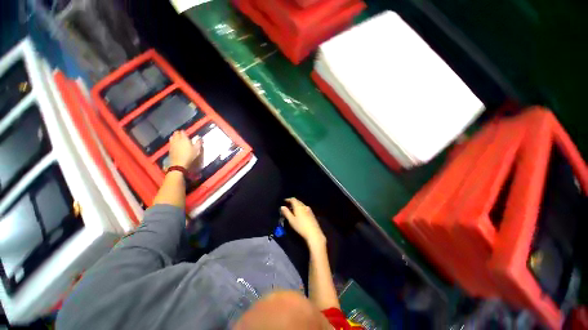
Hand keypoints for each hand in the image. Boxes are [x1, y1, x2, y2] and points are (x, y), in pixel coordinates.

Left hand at [169, 131, 201, 168]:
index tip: (187, 133)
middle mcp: (177, 139)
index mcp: (184, 139)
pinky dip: (172, 141)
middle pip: (176, 133)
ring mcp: (172, 144)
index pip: (183, 132)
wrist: (179, 163)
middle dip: (179, 133)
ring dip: (175, 136)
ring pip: (172, 137)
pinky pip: (170, 142)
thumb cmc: (189, 156)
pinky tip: (175, 143)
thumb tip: (200, 138)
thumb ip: (198, 143)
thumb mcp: (196, 149)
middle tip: (182, 134)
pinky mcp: (170, 148)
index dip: (184, 132)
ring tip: (178, 138)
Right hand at [280, 198, 325, 245]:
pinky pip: (304, 208)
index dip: (288, 199)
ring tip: (292, 210)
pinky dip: (300, 208)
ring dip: (296, 205)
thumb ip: (286, 212)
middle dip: (292, 202)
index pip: (293, 199)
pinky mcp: (312, 214)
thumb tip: (282, 206)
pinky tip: (299, 214)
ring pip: (301, 205)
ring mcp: (309, 210)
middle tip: (287, 205)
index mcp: (299, 206)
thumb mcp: (291, 220)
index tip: (284, 201)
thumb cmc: (301, 226)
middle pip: (298, 201)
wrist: (314, 233)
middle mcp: (304, 206)